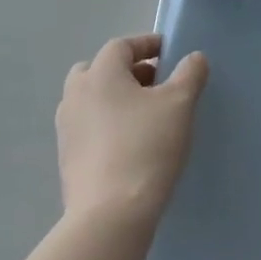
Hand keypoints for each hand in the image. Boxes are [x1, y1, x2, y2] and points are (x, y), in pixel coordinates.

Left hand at [56, 35, 208, 221]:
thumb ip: (190, 74)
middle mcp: (75, 96)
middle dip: (127, 71)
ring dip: (116, 98)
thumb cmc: (147, 146)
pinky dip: (107, 124)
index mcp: (100, 75)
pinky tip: (131, 143)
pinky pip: (88, 127)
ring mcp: (67, 129)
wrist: (110, 214)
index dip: (146, 45)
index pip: (121, 46)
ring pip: (91, 100)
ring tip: (146, 114)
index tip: (169, 53)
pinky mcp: (67, 159)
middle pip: (98, 70)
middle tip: (155, 83)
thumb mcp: (180, 103)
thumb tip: (193, 58)